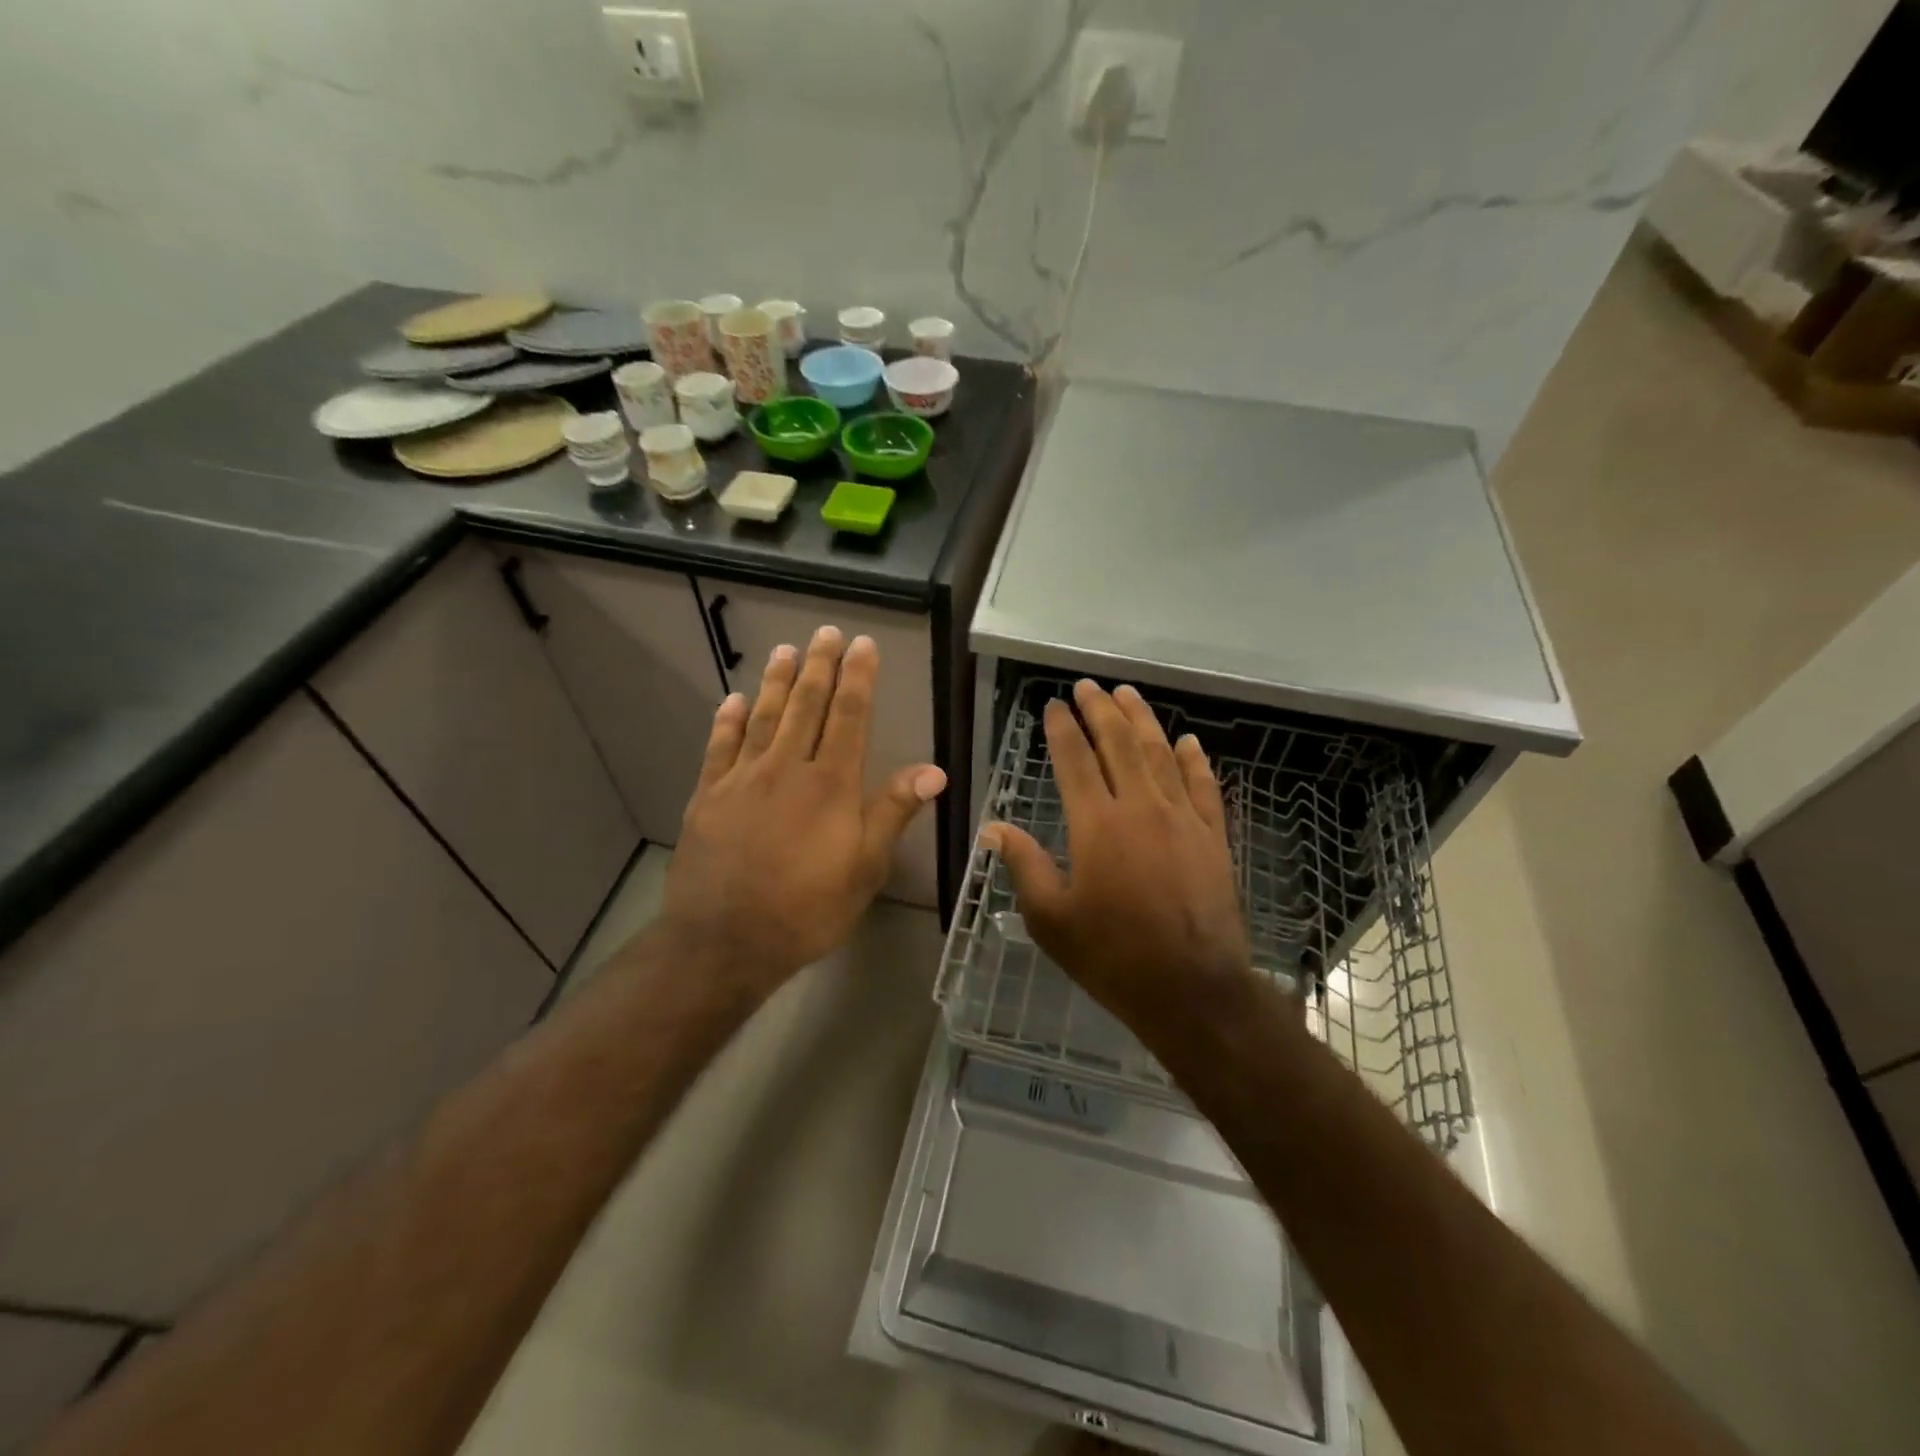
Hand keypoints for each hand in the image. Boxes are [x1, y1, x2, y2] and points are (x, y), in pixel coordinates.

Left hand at [659, 625, 945, 998]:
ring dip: (777, 682)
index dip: (857, 678)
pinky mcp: (708, 796)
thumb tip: (934, 770)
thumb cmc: (807, 909)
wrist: (725, 941)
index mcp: (830, 784)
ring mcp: (742, 779)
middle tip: (826, 632)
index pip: (849, 716)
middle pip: (806, 706)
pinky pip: (720, 747)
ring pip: (764, 717)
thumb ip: (893, 812)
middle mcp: (786, 768)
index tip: (862, 644)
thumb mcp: (865, 868)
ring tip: (786, 650)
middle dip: (819, 666)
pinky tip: (734, 699)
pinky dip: (728, 720)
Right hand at [983, 680, 1252, 1043]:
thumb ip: (1024, 866)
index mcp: (1097, 825)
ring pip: (1161, 754)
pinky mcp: (1214, 836)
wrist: (1191, 990)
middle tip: (1087, 686)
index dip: (1062, 728)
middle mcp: (1141, 808)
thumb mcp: (1051, 919)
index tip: (1054, 705)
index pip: (1075, 760)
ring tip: (1128, 693)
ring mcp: (1183, 818)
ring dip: (1143, 720)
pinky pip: (1205, 785)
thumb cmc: (1112, 956)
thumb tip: (993, 829)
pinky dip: (1195, 760)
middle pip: (1119, 743)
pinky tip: (1188, 741)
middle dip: (1100, 709)